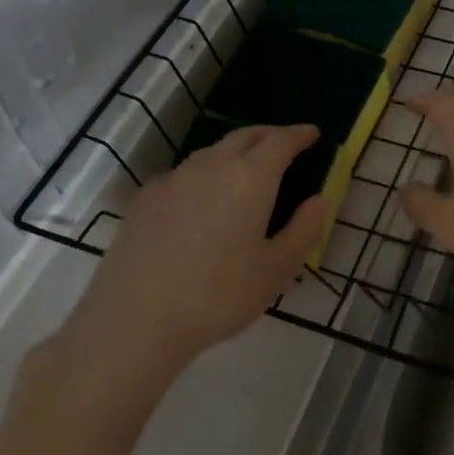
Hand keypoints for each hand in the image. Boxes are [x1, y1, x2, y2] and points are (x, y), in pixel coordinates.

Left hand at [65, 123, 327, 366]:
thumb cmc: (217, 297)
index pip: (280, 141)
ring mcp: (173, 180)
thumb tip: (319, 201)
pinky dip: (204, 174)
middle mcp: (211, 167)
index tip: (312, 133)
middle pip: (244, 136)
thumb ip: (303, 231)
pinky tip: (202, 201)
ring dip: (235, 152)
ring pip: (211, 152)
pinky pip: (184, 174)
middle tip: (284, 143)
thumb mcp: (275, 271)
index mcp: (250, 178)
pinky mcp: (145, 199)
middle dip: (268, 135)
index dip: (299, 134)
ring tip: (246, 170)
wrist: (134, 321)